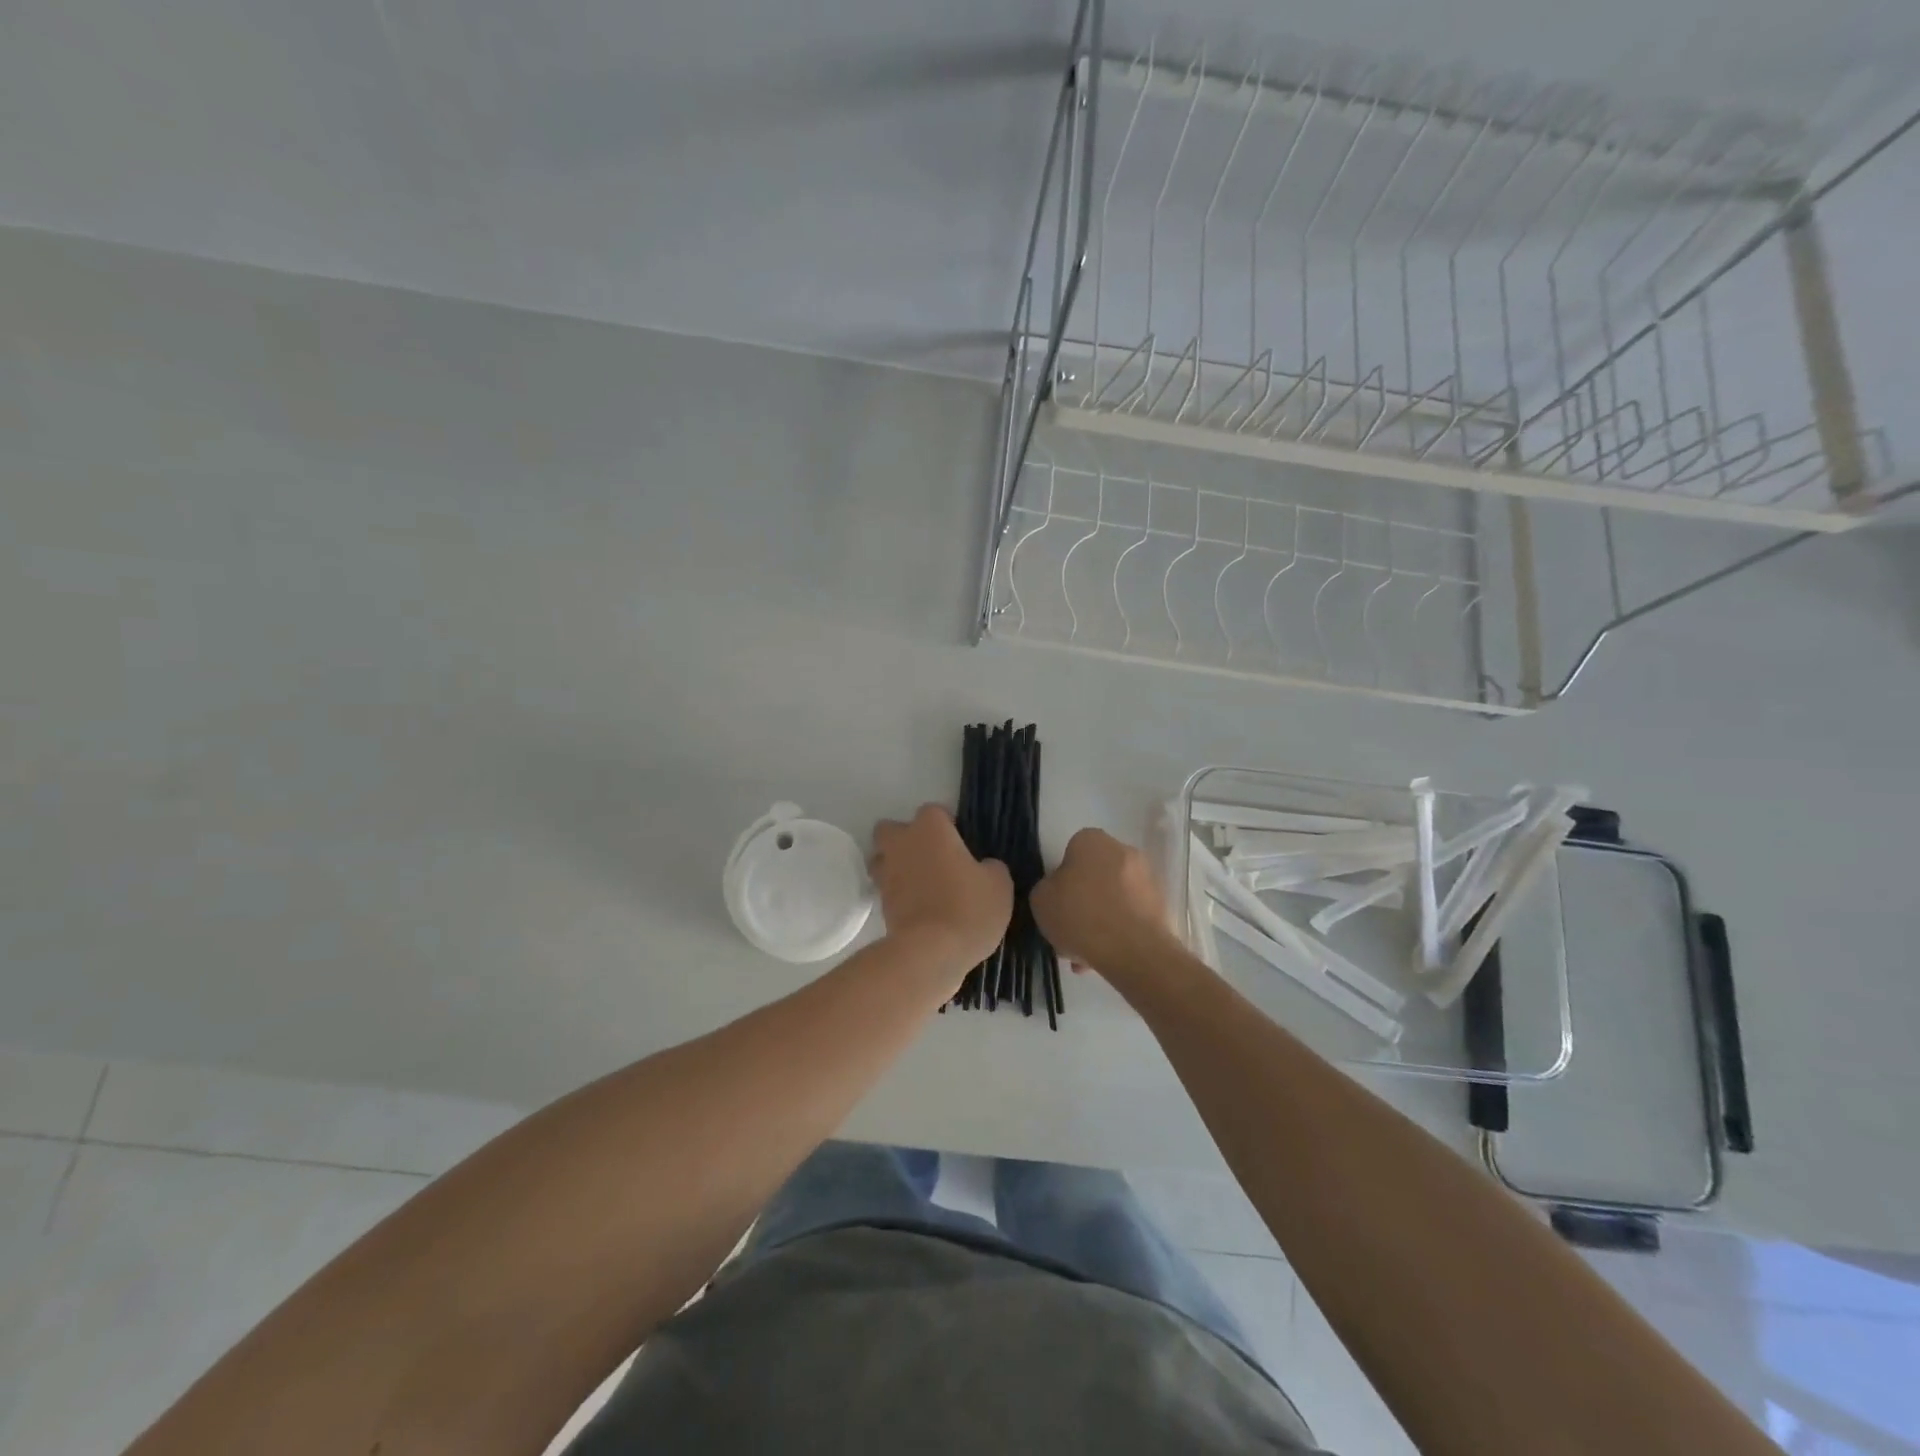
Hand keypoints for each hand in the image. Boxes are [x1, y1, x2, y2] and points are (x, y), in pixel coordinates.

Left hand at [870, 805, 1012, 981]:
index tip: (962, 844)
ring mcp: (886, 874)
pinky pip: (888, 889)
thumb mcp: (999, 885)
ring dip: (897, 865)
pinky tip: (920, 908)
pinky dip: (899, 894)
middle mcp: (902, 844)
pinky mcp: (880, 903)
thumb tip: (983, 867)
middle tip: (934, 858)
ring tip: (922, 884)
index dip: (948, 825)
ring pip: (883, 858)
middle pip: (892, 829)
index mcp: (930, 828)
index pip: (934, 811)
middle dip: (907, 838)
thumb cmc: (968, 908)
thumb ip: (991, 867)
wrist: (931, 953)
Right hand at [1030, 828, 1180, 984]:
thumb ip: (1047, 888)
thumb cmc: (1080, 915)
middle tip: (1069, 930)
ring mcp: (1146, 878)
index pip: (1071, 851)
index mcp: (1092, 840)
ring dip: (1098, 921)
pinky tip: (1103, 958)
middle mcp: (1123, 851)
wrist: (1133, 950)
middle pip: (1094, 876)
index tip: (1057, 902)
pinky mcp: (1160, 906)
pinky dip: (1117, 932)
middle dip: (1082, 902)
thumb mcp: (1041, 900)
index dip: (1061, 878)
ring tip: (1084, 954)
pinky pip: (1129, 916)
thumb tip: (1059, 890)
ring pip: (1112, 899)